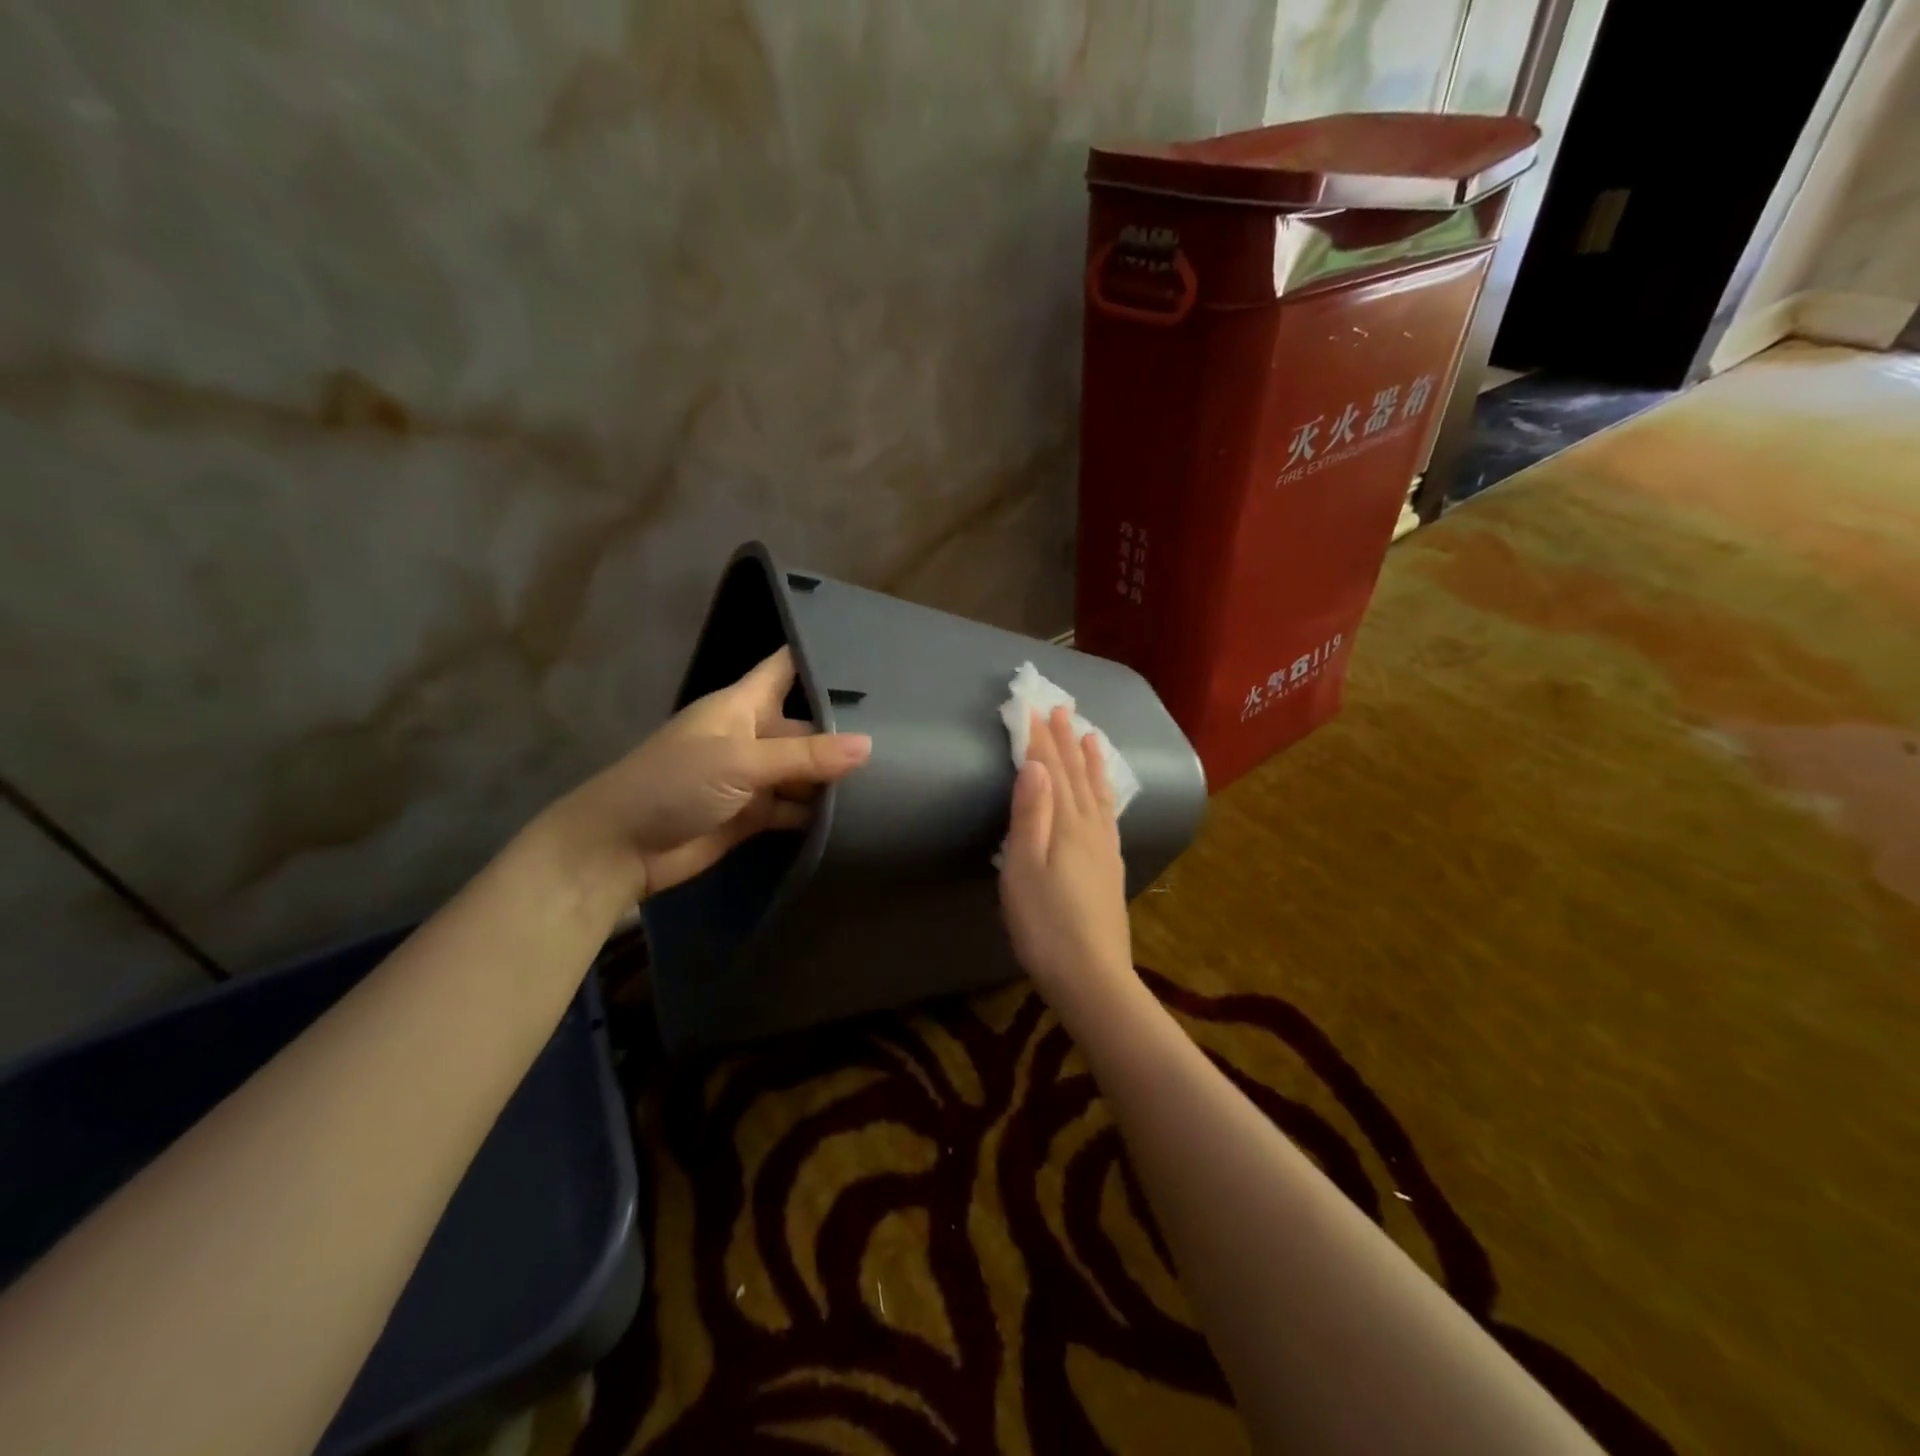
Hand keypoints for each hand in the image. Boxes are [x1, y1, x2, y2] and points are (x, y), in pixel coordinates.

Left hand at [551, 648, 870, 900]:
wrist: (620, 849)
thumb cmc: (673, 784)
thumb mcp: (741, 761)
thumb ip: (805, 757)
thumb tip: (869, 746)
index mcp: (742, 705)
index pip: (786, 668)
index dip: (821, 658)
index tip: (871, 654)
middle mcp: (751, 735)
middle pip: (806, 725)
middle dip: (844, 729)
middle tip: (903, 732)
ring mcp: (752, 777)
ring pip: (803, 770)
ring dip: (834, 776)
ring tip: (893, 773)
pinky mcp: (753, 815)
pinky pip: (794, 807)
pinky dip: (818, 811)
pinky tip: (857, 813)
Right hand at [999, 705, 1133, 1004]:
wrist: (1092, 976)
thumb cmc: (1045, 925)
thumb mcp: (1024, 869)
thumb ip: (1030, 815)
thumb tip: (1033, 765)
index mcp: (1067, 825)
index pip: (1051, 772)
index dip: (1041, 741)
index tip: (1034, 710)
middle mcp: (1091, 829)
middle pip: (1077, 776)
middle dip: (1066, 742)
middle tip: (1063, 709)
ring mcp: (1105, 848)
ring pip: (1098, 792)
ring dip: (1091, 762)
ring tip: (1091, 737)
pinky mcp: (1111, 867)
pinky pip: (1110, 815)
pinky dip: (1106, 793)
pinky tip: (1106, 794)